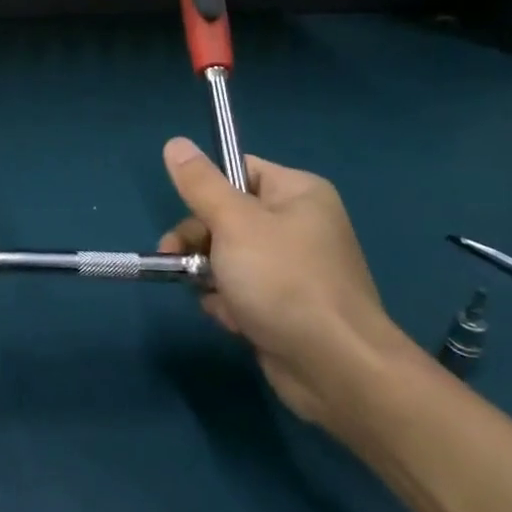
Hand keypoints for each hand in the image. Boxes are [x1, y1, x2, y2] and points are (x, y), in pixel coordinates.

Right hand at [158, 137, 416, 432]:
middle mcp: (300, 225)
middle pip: (228, 216)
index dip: (208, 189)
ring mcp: (294, 269)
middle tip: (175, 258)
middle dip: (199, 239)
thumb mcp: (234, 223)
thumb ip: (201, 184)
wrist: (336, 369)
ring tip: (209, 295)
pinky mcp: (287, 306)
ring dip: (210, 275)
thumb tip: (174, 142)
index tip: (185, 210)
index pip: (240, 170)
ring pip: (230, 256)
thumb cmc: (284, 281)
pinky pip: (244, 290)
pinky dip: (230, 303)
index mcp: (297, 193)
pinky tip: (231, 320)